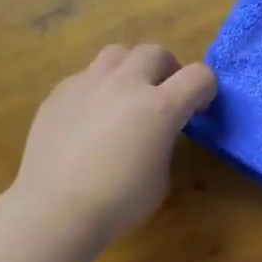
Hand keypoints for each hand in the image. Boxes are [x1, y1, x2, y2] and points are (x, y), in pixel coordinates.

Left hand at [14, 44, 216, 244]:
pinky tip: (90, 117)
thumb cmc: (118, 202)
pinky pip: (86, 76)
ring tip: (125, 96)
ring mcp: (87, 84)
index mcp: (159, 107)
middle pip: (155, 52)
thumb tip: (155, 131)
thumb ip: (164, 141)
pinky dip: (98, 88)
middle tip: (163, 97)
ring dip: (130, 69)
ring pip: (117, 53)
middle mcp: (125, 84)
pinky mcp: (59, 92)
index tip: (198, 109)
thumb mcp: (160, 176)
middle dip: (167, 70)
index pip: (198, 76)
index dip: (206, 89)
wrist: (55, 209)